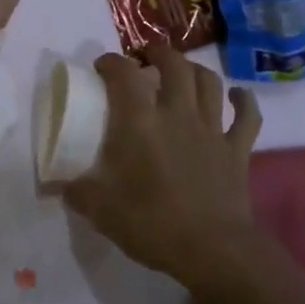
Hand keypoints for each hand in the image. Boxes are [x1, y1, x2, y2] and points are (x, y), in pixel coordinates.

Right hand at [64, 43, 261, 284]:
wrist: (213, 250)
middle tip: (146, 57)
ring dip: (195, 70)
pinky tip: (237, 96)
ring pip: (209, 82)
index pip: (123, 75)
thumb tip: (57, 185)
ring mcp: (212, 129)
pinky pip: (247, 116)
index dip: (111, 62)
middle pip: (174, 65)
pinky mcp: (237, 149)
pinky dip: (243, 101)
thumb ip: (77, 192)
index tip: (102, 65)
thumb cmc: (152, 225)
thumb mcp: (100, 211)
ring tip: (184, 71)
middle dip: (158, 53)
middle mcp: (177, 114)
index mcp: (140, 123)